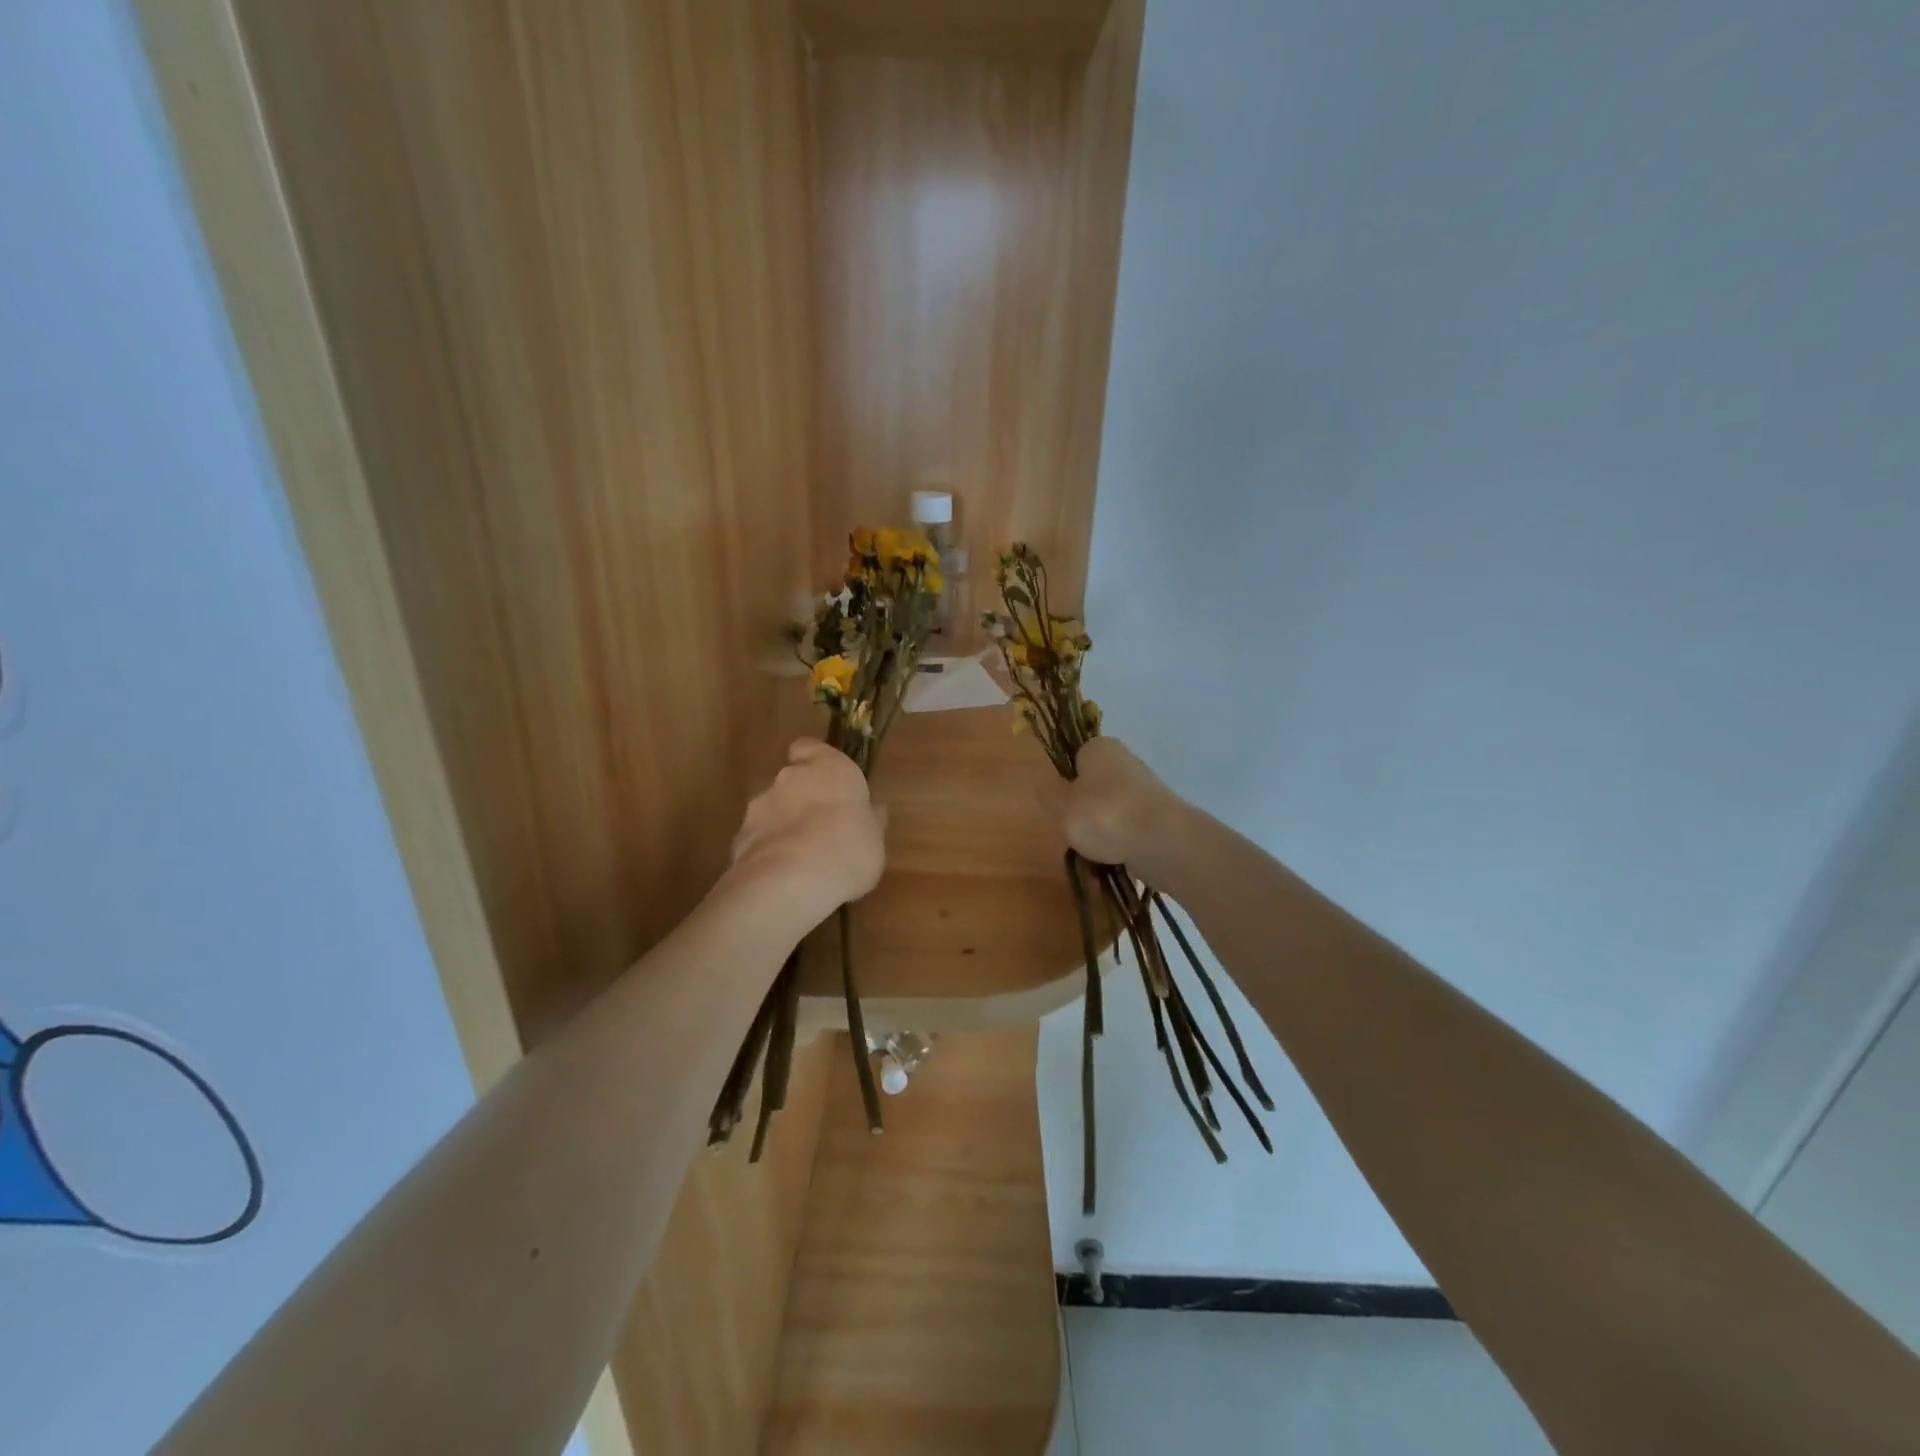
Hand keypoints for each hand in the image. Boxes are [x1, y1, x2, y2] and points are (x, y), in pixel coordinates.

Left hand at [729, 739, 886, 917]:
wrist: (791, 881)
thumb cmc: (849, 848)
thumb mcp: (874, 838)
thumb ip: (869, 820)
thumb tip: (874, 810)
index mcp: (828, 768)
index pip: (810, 747)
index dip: (814, 761)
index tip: (826, 780)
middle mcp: (790, 778)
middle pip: (791, 779)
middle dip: (801, 799)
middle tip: (820, 828)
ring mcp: (759, 806)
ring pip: (771, 809)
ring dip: (782, 825)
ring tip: (800, 859)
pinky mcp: (739, 836)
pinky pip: (757, 838)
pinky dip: (766, 851)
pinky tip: (780, 876)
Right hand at [1043, 737, 1184, 869]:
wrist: (1163, 842)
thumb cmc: (1104, 815)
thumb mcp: (1061, 806)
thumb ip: (1049, 794)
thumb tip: (1046, 784)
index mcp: (1099, 748)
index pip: (1073, 760)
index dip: (1063, 784)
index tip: (1060, 808)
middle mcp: (1125, 761)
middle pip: (1092, 789)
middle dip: (1082, 815)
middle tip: (1075, 835)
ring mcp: (1146, 790)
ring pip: (1109, 814)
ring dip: (1100, 836)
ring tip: (1094, 858)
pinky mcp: (1160, 817)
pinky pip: (1129, 832)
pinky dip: (1120, 847)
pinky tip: (1113, 865)